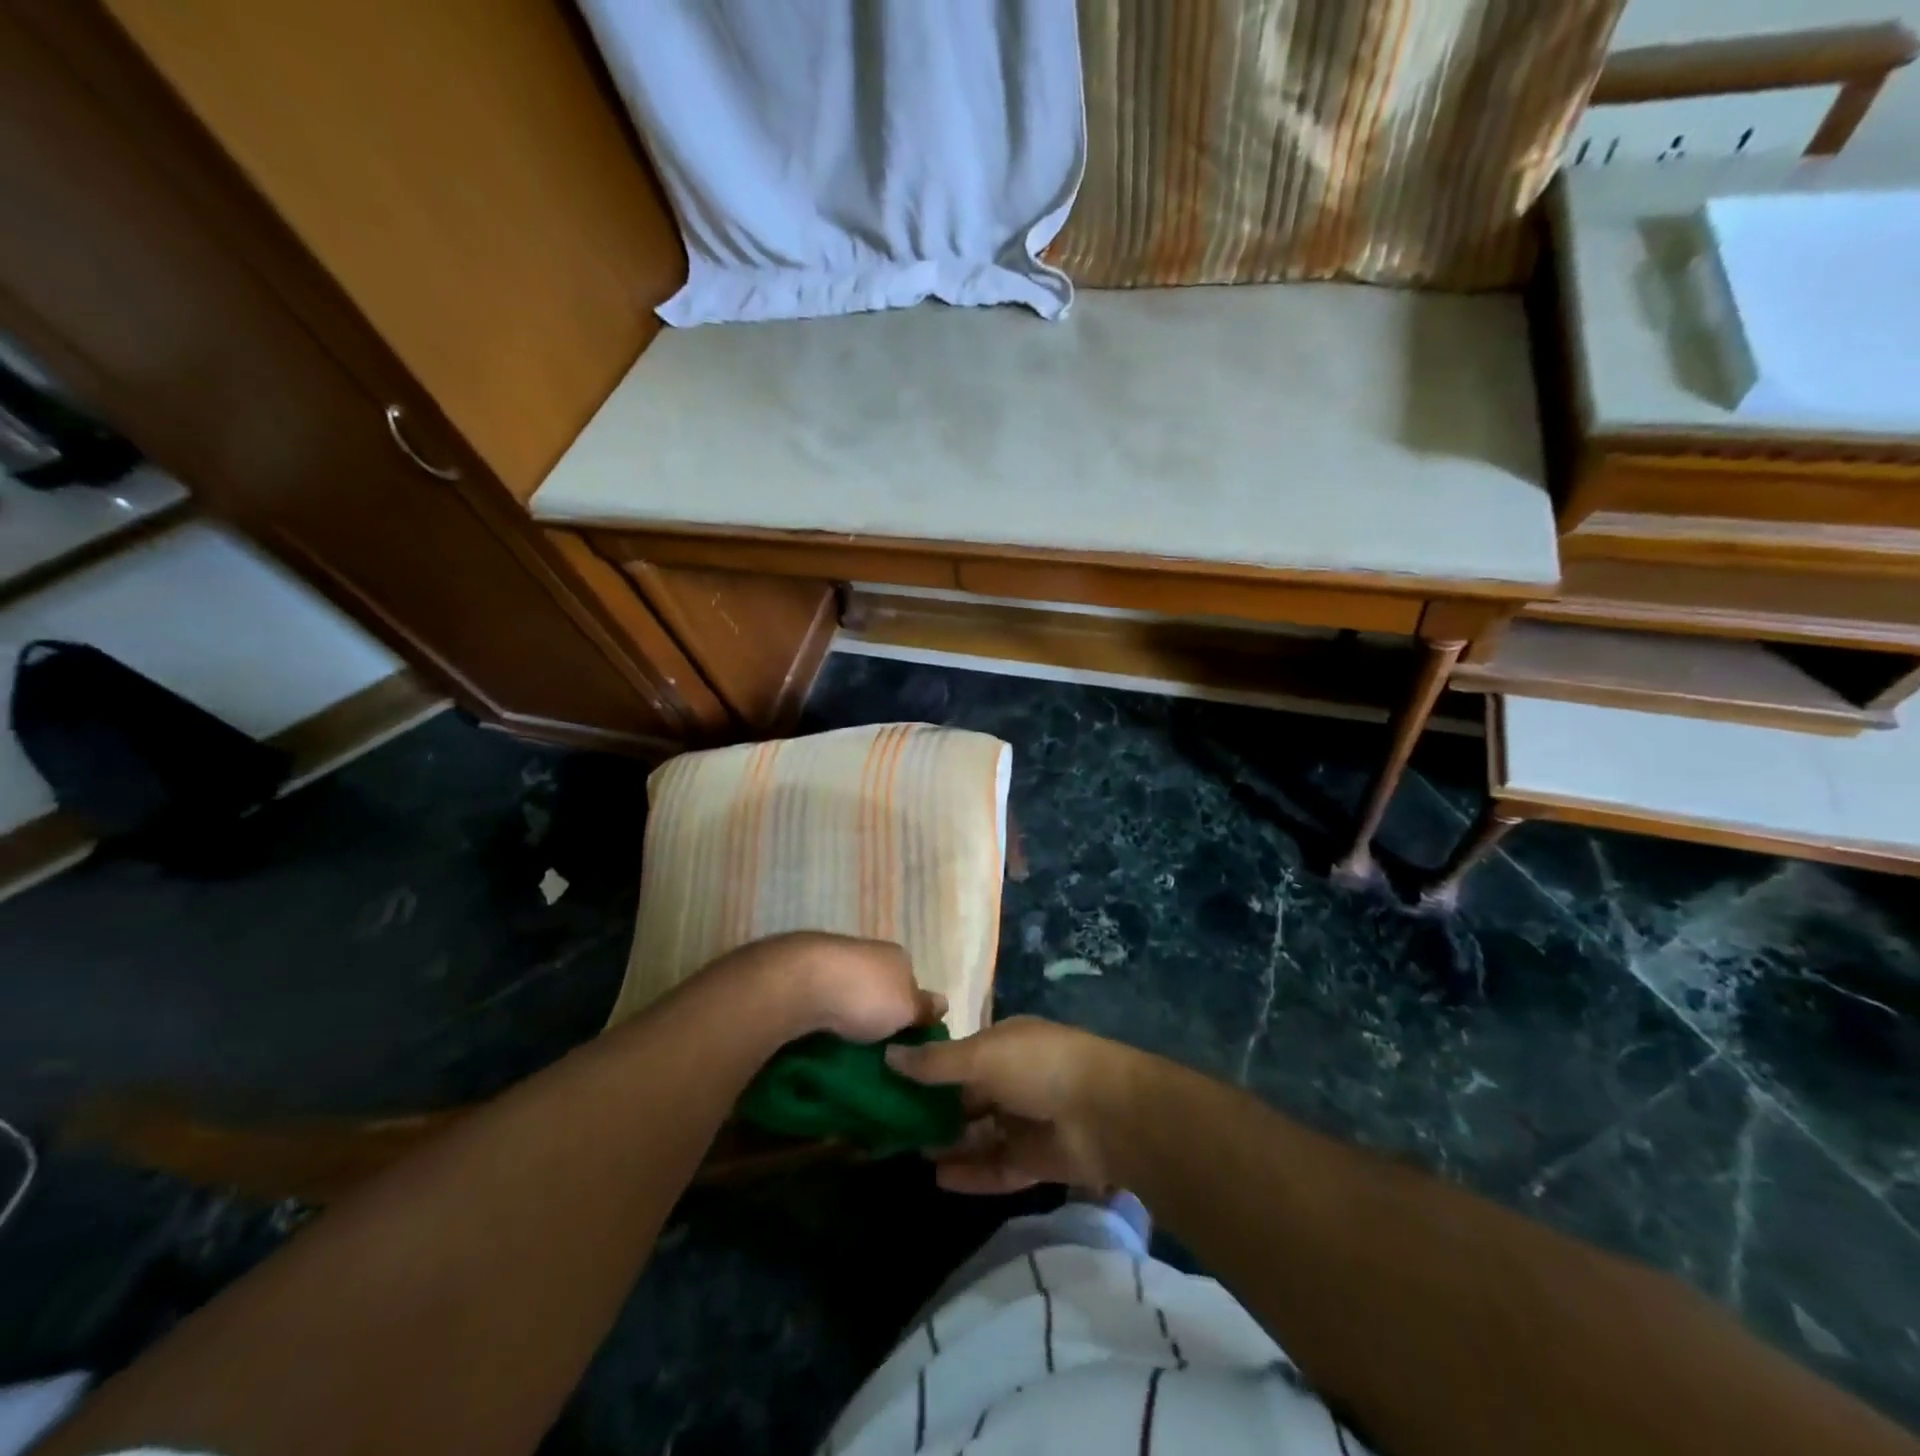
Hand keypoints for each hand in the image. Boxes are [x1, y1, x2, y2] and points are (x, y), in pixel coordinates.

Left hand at [709, 931, 945, 1044]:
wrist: (798, 982)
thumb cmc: (864, 994)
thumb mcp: (907, 1008)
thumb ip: (924, 1008)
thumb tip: (944, 1002)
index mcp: (895, 956)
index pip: (910, 982)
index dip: (909, 1009)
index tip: (904, 1040)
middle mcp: (864, 952)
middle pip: (877, 987)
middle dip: (876, 1013)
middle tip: (876, 1052)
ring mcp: (829, 960)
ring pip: (845, 993)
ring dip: (845, 1017)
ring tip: (845, 1053)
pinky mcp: (798, 974)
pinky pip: (817, 1000)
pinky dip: (819, 1018)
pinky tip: (816, 1040)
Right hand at [886, 1017, 1141, 1193]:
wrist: (1106, 1113)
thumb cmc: (1039, 1067)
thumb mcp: (981, 1055)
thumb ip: (935, 1062)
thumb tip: (887, 1054)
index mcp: (1005, 1043)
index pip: (959, 1056)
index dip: (928, 1069)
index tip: (891, 1085)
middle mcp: (1014, 1079)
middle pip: (967, 1097)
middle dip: (935, 1110)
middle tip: (893, 1128)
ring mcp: (1026, 1120)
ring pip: (980, 1134)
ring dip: (950, 1143)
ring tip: (911, 1154)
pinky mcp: (1037, 1160)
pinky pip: (997, 1167)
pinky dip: (971, 1172)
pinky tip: (939, 1178)